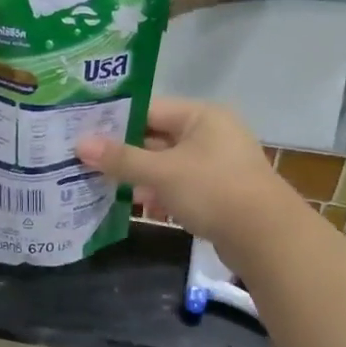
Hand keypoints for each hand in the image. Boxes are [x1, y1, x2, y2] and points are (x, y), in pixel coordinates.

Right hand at [74, 97, 300, 253]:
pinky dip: (159, 194)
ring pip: (167, 164)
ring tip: (100, 184)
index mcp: (201, 116)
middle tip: (84, 160)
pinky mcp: (218, 192)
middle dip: (124, 152)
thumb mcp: (162, 172)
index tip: (81, 131)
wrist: (265, 237)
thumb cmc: (213, 190)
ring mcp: (216, 164)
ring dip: (138, 176)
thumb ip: (121, 158)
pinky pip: (180, 186)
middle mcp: (210, 134)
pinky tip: (135, 206)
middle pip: (157, 137)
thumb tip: (80, 144)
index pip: (150, 109)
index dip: (115, 120)